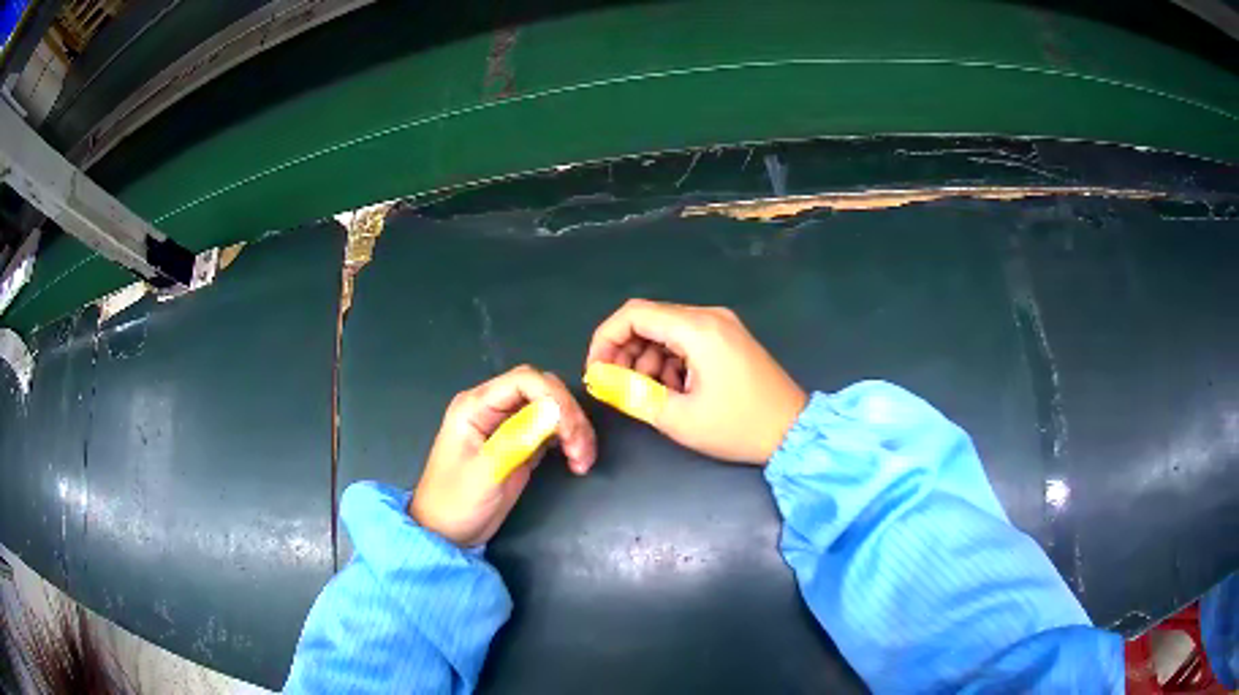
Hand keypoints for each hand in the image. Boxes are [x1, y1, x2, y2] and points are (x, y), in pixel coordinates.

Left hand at [410, 366, 596, 546]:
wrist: (446, 532)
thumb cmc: (456, 501)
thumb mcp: (486, 472)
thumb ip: (518, 438)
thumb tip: (555, 412)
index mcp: (476, 405)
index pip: (524, 380)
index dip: (554, 398)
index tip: (571, 432)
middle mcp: (492, 407)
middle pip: (543, 390)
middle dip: (568, 415)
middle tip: (581, 450)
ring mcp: (507, 424)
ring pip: (552, 409)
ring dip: (574, 430)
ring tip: (582, 461)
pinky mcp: (520, 443)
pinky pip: (552, 430)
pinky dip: (570, 442)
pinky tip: (576, 462)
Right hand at [586, 299, 806, 463]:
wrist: (794, 431)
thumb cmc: (738, 427)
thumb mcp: (679, 418)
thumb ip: (634, 395)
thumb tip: (602, 381)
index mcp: (697, 328)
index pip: (633, 314)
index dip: (605, 339)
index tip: (596, 371)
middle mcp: (709, 316)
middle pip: (649, 319)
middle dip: (625, 351)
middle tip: (618, 386)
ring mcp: (722, 325)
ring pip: (666, 330)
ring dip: (647, 359)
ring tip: (649, 394)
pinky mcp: (729, 338)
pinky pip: (686, 339)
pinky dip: (669, 360)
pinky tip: (673, 390)